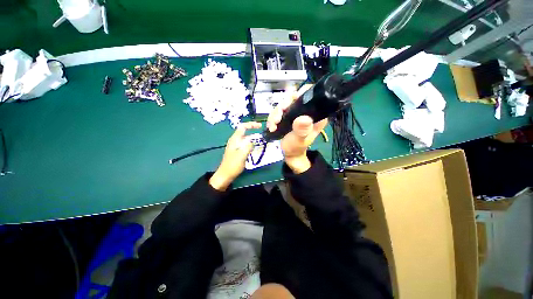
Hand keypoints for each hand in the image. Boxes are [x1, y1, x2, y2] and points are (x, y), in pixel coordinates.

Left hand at [209, 122, 261, 190]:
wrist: (226, 175)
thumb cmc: (233, 165)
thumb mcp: (242, 155)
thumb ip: (248, 146)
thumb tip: (253, 141)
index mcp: (234, 139)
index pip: (243, 127)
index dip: (251, 124)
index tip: (260, 126)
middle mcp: (235, 140)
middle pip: (244, 131)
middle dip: (253, 130)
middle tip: (262, 134)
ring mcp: (236, 146)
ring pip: (246, 138)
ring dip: (253, 138)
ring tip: (261, 141)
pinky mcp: (237, 151)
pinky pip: (245, 144)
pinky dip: (251, 143)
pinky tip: (255, 147)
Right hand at [266, 85, 327, 173]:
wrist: (289, 153)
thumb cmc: (297, 147)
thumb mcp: (300, 140)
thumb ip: (302, 130)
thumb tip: (304, 118)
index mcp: (315, 114)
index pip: (311, 95)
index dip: (301, 93)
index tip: (291, 100)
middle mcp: (306, 111)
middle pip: (293, 98)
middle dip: (282, 107)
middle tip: (277, 119)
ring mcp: (295, 113)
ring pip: (283, 105)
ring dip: (275, 114)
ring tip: (273, 126)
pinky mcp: (287, 116)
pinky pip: (278, 111)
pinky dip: (272, 118)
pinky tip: (271, 127)